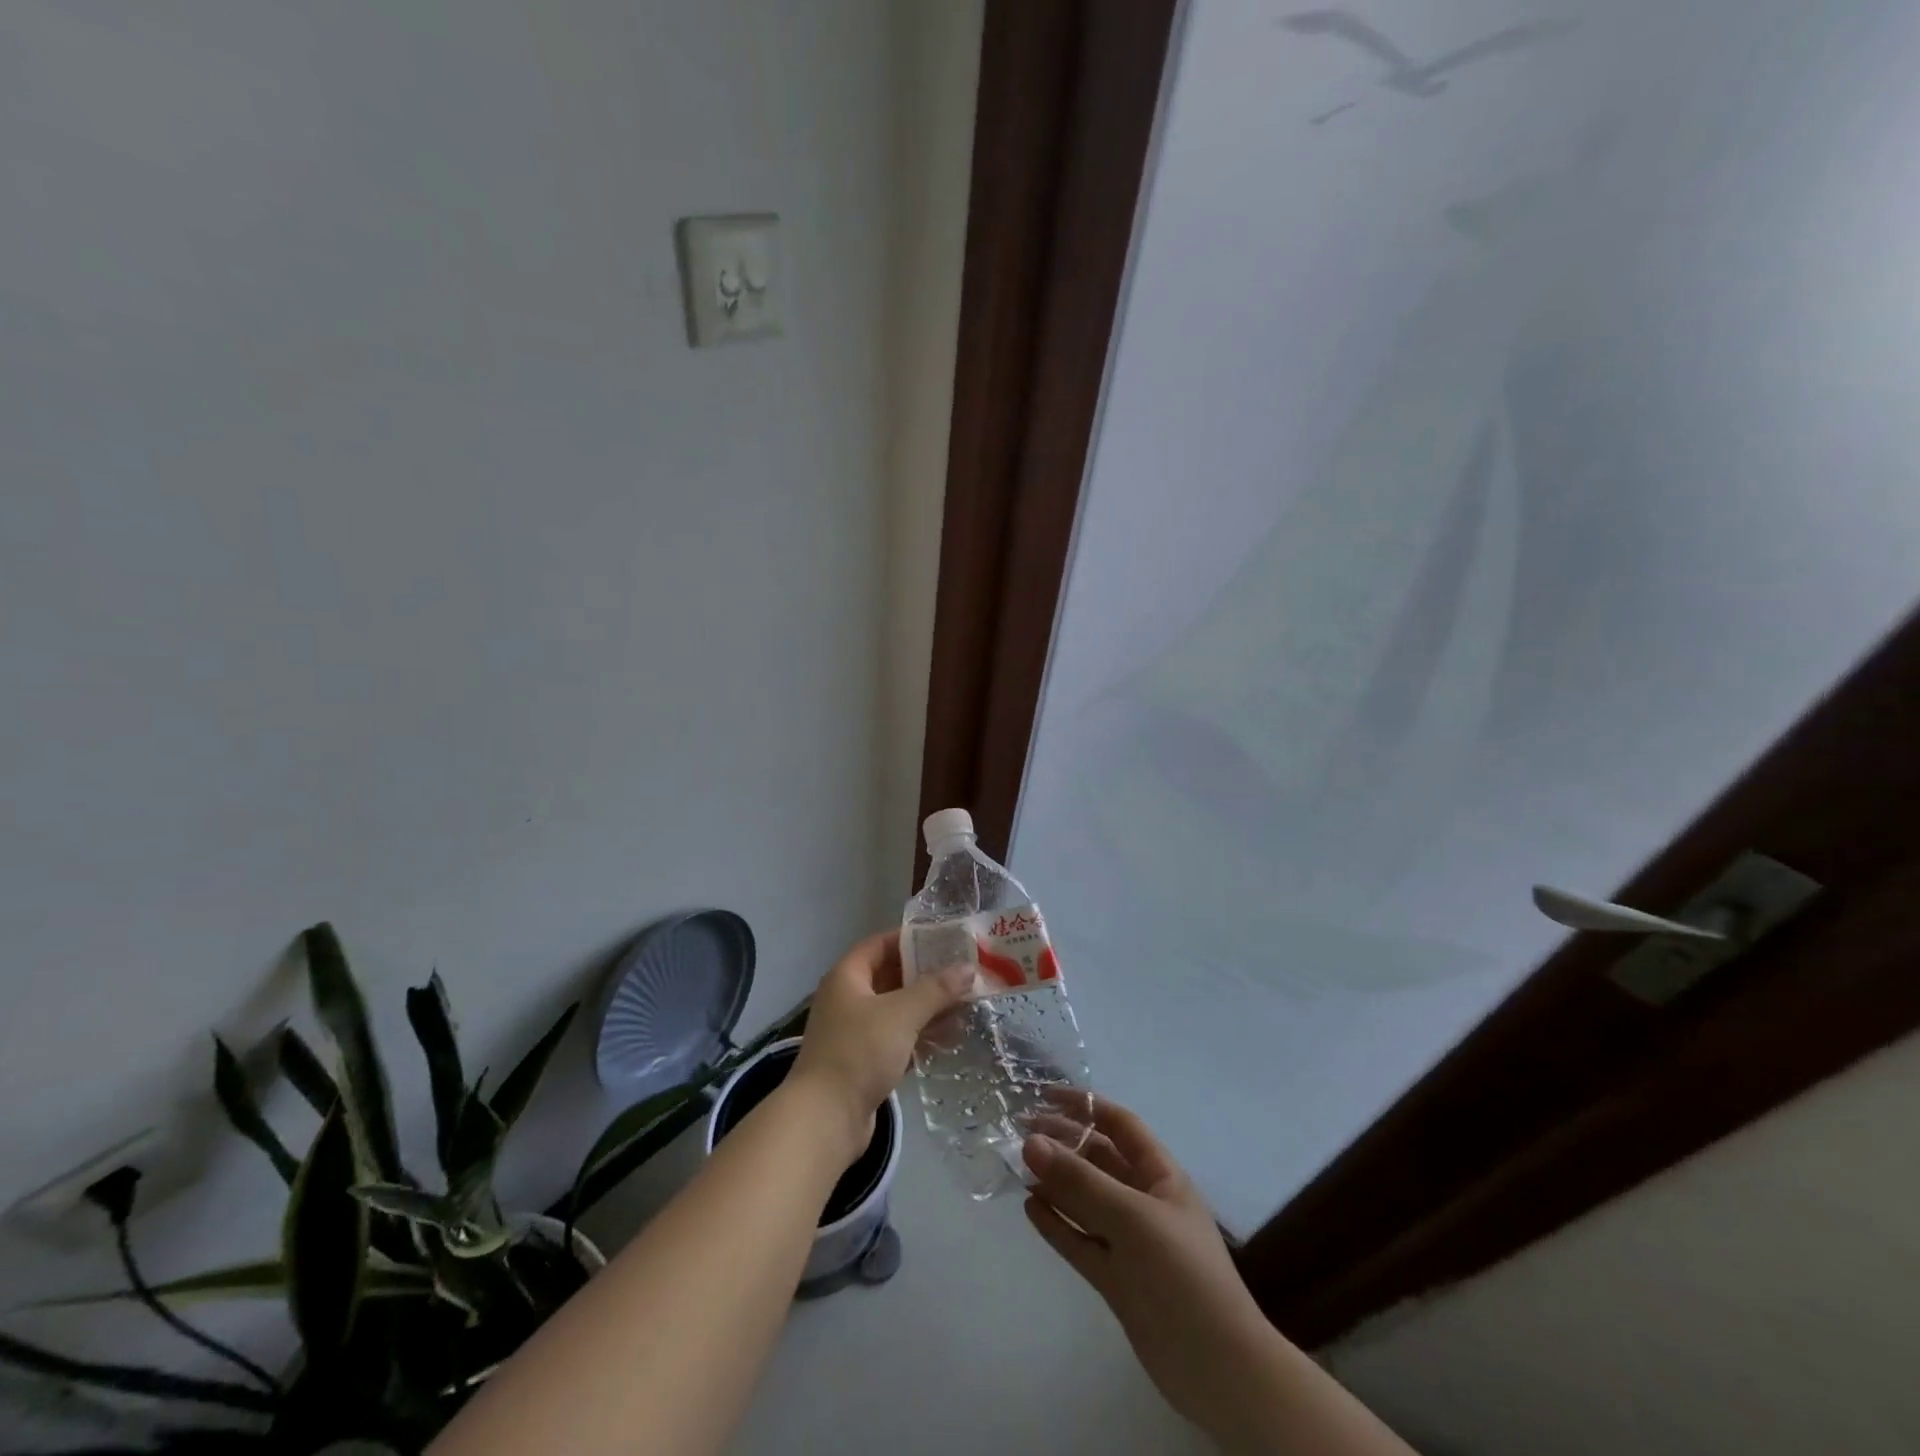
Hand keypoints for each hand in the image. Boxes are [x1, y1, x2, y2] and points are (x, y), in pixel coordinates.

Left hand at [790, 930, 972, 1157]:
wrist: (825, 1119)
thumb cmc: (859, 1052)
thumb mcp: (902, 1014)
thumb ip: (937, 989)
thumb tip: (970, 969)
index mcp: (847, 977)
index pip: (880, 944)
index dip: (910, 939)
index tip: (945, 939)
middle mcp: (848, 999)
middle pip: (891, 977)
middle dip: (927, 976)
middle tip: (963, 973)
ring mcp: (854, 1032)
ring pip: (897, 1010)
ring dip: (928, 1008)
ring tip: (965, 1006)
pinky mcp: (864, 1062)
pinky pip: (897, 1038)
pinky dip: (920, 1036)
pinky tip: (949, 1039)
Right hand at [1023, 1099, 1290, 1447]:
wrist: (1218, 1371)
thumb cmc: (1182, 1274)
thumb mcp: (1132, 1218)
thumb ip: (1080, 1181)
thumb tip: (1030, 1142)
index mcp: (1160, 1175)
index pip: (1119, 1125)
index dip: (1085, 1106)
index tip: (1044, 1094)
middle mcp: (1143, 1201)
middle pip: (1098, 1160)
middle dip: (1062, 1143)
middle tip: (1019, 1134)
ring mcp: (1129, 1242)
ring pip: (1085, 1200)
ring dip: (1055, 1182)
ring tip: (1018, 1168)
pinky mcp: (1117, 1279)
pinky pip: (1080, 1240)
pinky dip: (1057, 1224)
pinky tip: (1030, 1209)